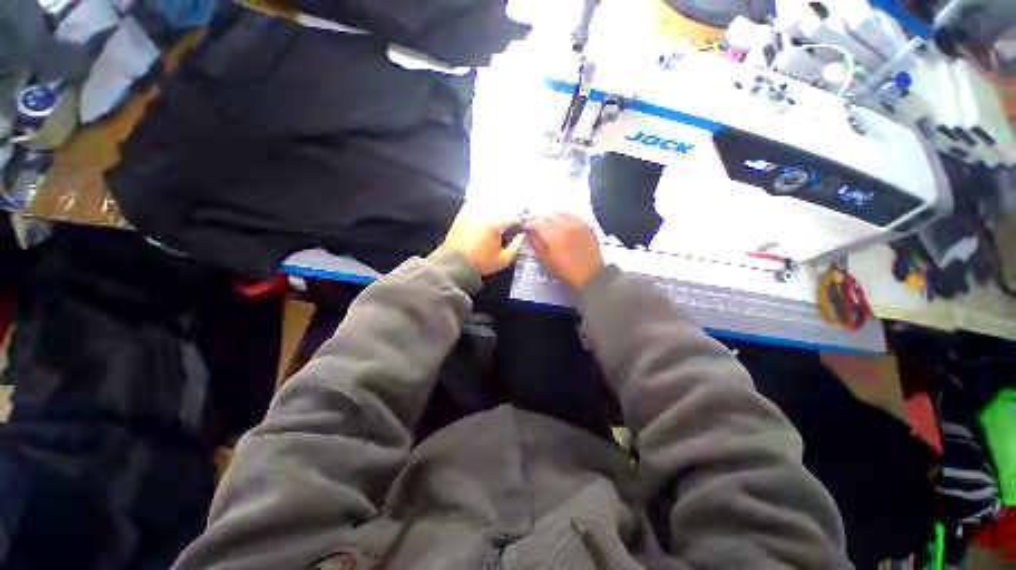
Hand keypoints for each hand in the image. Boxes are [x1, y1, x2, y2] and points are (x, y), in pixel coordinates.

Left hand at [443, 208, 525, 275]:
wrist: (454, 263)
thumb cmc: (481, 262)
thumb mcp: (503, 260)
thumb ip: (516, 247)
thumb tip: (522, 235)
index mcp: (495, 224)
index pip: (513, 218)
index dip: (519, 222)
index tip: (521, 227)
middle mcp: (483, 214)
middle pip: (501, 208)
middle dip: (508, 214)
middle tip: (511, 222)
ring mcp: (471, 212)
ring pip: (488, 204)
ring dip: (495, 208)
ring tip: (498, 217)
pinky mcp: (461, 214)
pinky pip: (474, 205)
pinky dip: (481, 207)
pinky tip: (484, 215)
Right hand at [525, 212, 603, 289]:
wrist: (590, 275)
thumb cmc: (566, 272)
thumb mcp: (547, 261)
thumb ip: (537, 245)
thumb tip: (530, 234)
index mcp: (554, 236)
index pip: (537, 223)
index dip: (529, 224)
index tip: (525, 228)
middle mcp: (566, 226)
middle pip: (548, 215)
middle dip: (539, 219)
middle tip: (535, 225)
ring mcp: (578, 224)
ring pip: (560, 212)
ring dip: (551, 216)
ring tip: (548, 223)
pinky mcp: (586, 225)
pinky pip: (572, 215)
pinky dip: (564, 216)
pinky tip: (562, 223)